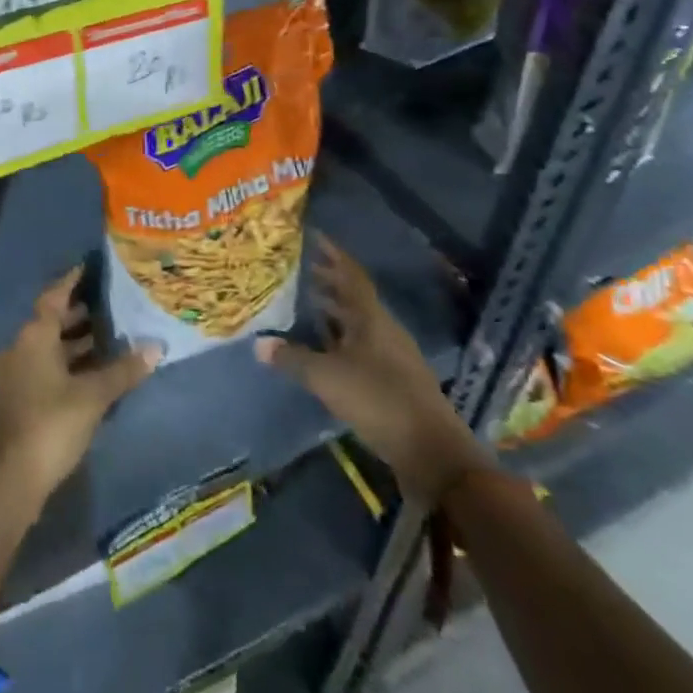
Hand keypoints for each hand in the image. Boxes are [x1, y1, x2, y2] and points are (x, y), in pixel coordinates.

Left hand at [0, 267, 158, 504]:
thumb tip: (155, 347)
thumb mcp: (93, 396)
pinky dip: (68, 366)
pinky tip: (94, 375)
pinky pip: (46, 369)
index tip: (95, 268)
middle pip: (53, 321)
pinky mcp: (18, 399)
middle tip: (114, 305)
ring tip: (112, 339)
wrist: (9, 479)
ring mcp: (16, 374)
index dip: (74, 281)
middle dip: (81, 313)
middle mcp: (21, 346)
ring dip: (76, 343)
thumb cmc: (51, 423)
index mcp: (34, 334)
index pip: (55, 295)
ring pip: (50, 348)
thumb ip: (123, 370)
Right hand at [255, 233, 488, 506]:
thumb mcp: (327, 378)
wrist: (434, 455)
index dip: (333, 254)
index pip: (351, 274)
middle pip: (354, 297)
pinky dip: (340, 340)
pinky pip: (362, 348)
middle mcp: (384, 330)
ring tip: (306, 304)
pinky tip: (323, 350)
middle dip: (329, 282)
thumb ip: (293, 358)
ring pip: (358, 324)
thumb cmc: (379, 401)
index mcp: (371, 318)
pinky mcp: (394, 382)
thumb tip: (258, 344)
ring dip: (334, 312)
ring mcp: (392, 357)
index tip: (313, 236)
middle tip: (301, 270)